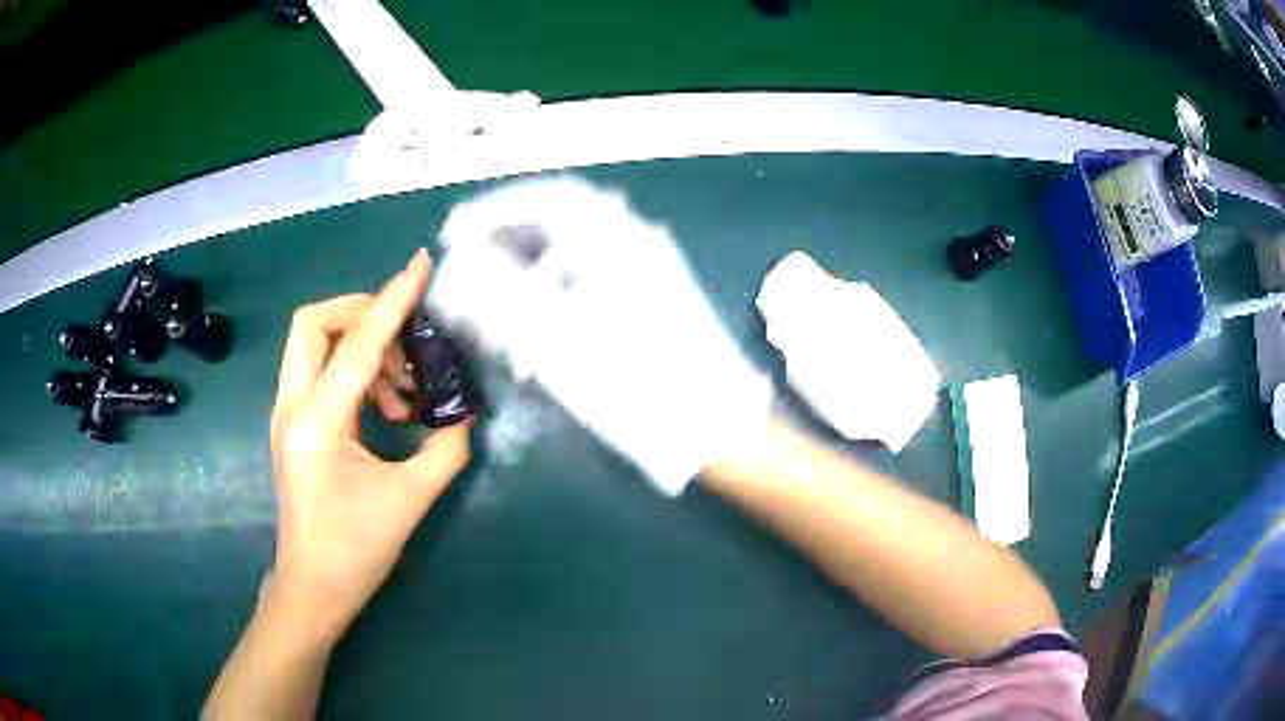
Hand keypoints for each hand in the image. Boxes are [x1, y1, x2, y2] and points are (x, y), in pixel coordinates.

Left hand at [267, 250, 471, 639]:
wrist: (312, 588)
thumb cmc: (355, 552)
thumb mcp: (409, 501)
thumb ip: (445, 448)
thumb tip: (464, 412)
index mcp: (317, 422)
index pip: (358, 344)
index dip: (393, 300)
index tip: (421, 265)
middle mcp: (293, 406)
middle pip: (314, 323)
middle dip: (362, 313)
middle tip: (407, 338)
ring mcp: (288, 413)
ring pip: (316, 344)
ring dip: (364, 349)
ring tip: (405, 391)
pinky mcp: (295, 424)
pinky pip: (321, 371)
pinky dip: (356, 372)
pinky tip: (387, 407)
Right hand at [428, 178, 770, 494]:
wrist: (712, 427)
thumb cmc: (635, 383)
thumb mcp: (555, 338)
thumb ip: (497, 294)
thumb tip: (457, 266)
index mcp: (615, 237)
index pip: (544, 199)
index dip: (492, 211)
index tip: (455, 233)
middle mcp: (634, 241)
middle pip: (558, 222)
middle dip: (506, 240)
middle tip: (468, 261)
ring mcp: (647, 270)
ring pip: (573, 253)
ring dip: (528, 268)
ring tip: (493, 297)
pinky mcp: (651, 301)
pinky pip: (591, 278)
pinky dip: (555, 291)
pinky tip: (535, 323)